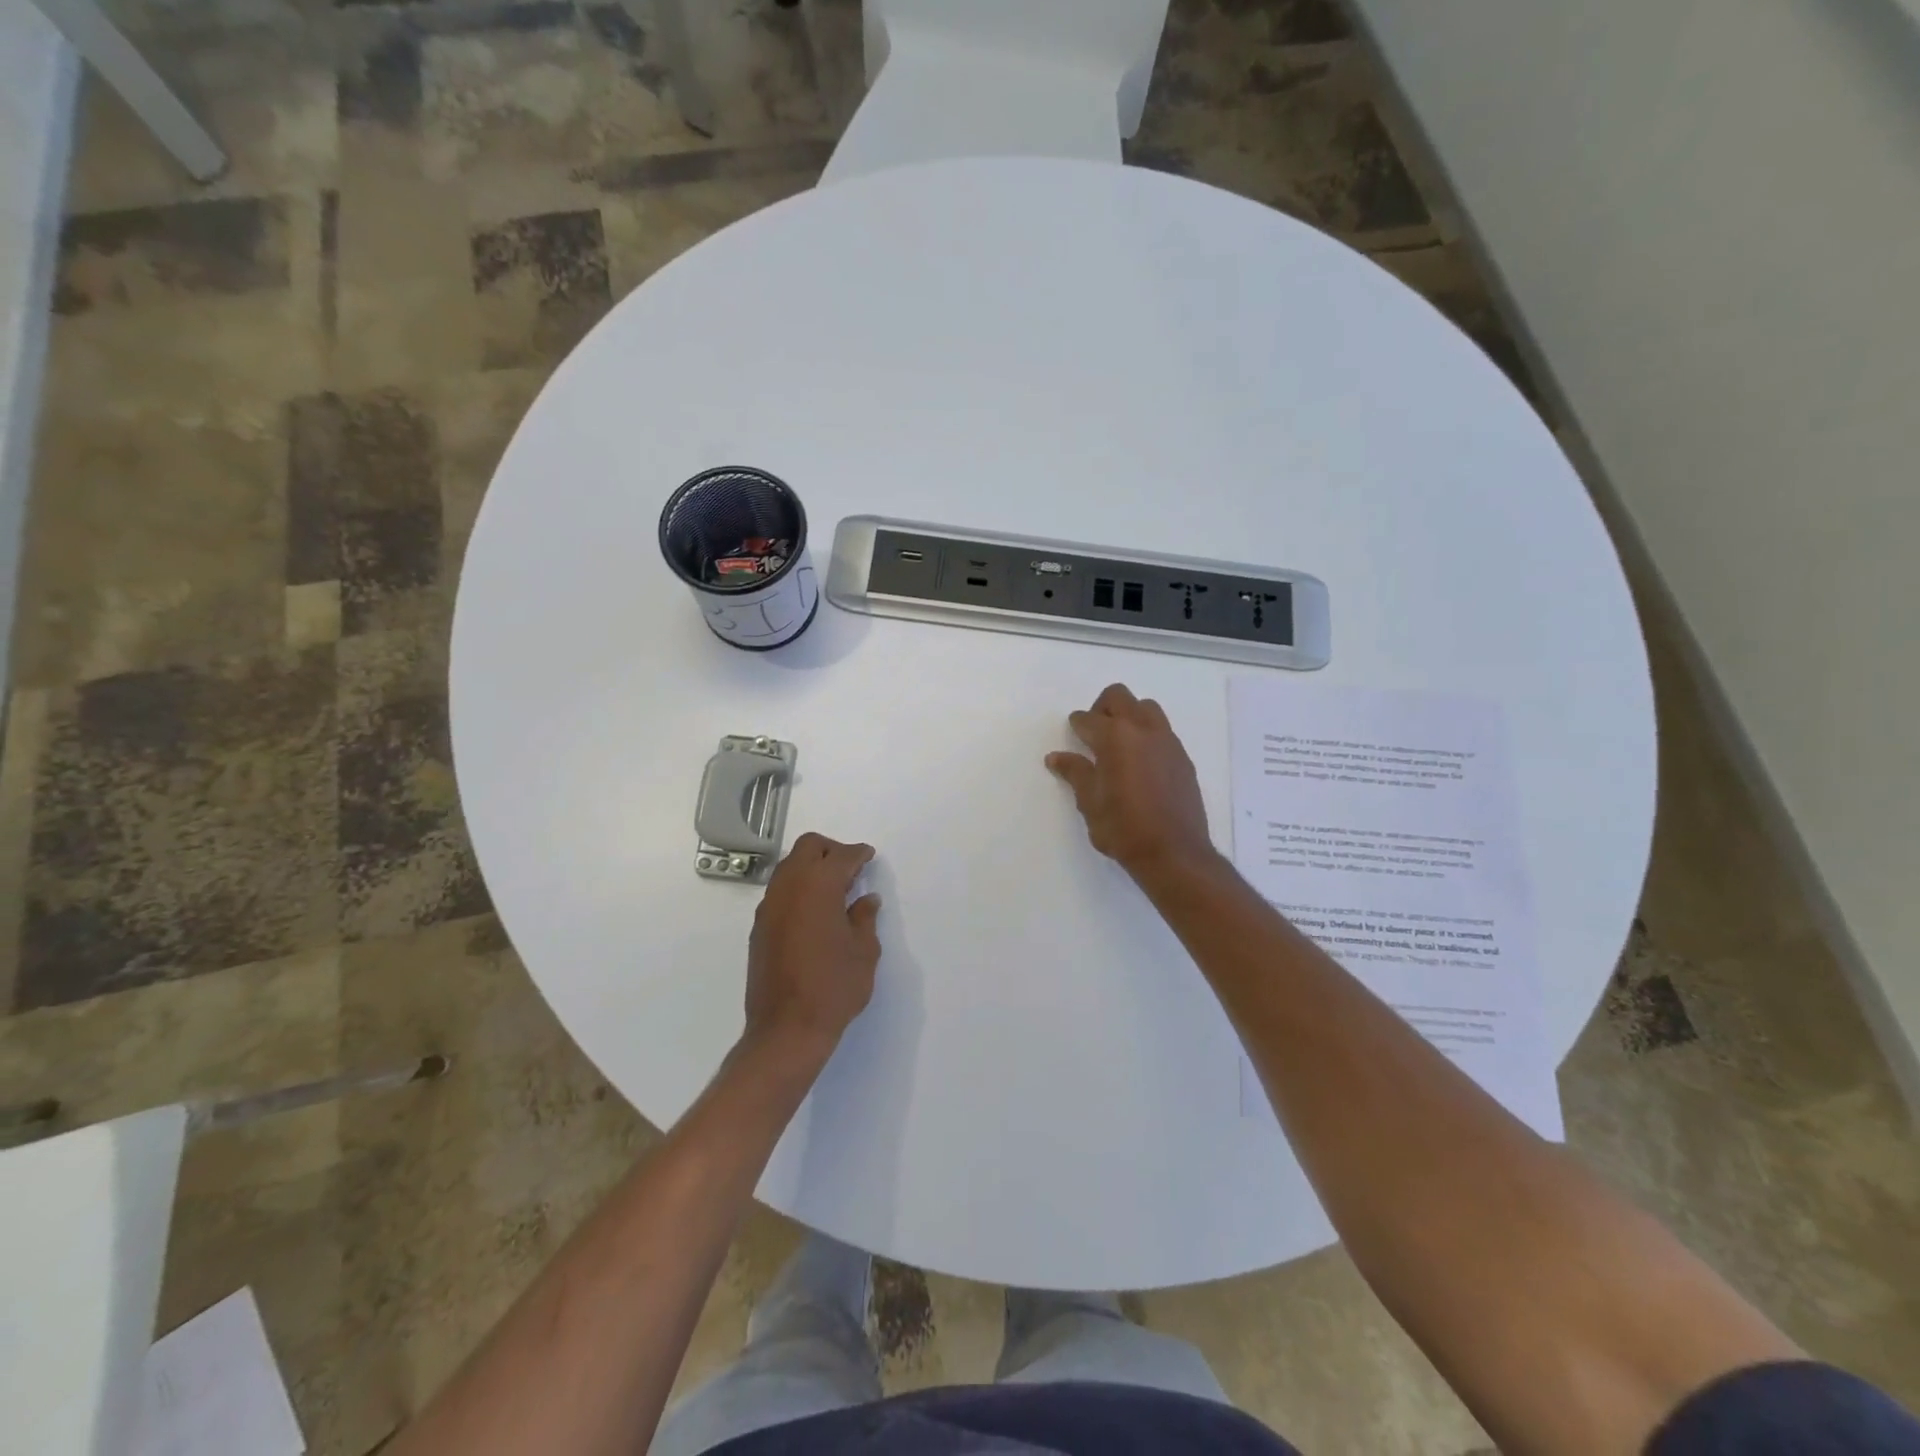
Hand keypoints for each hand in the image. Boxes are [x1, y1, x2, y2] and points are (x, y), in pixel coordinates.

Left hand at [743, 833, 881, 1059]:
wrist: (787, 1029)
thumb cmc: (834, 987)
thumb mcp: (864, 951)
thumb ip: (864, 918)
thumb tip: (866, 900)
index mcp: (818, 886)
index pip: (840, 856)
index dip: (858, 853)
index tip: (868, 856)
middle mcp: (789, 887)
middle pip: (808, 848)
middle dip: (831, 850)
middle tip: (851, 868)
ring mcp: (770, 906)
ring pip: (789, 867)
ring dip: (811, 867)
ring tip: (834, 890)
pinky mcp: (760, 927)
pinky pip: (780, 891)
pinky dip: (798, 888)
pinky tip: (814, 912)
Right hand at [1046, 683, 1219, 884]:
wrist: (1174, 853)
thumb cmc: (1123, 829)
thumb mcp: (1090, 802)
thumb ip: (1075, 773)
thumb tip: (1056, 757)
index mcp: (1115, 737)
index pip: (1088, 719)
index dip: (1076, 726)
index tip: (1073, 735)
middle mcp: (1143, 730)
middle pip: (1119, 697)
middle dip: (1102, 708)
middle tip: (1094, 734)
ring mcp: (1167, 742)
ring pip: (1146, 708)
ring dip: (1129, 716)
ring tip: (1120, 745)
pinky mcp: (1182, 757)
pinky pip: (1162, 731)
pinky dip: (1147, 735)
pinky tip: (1140, 764)